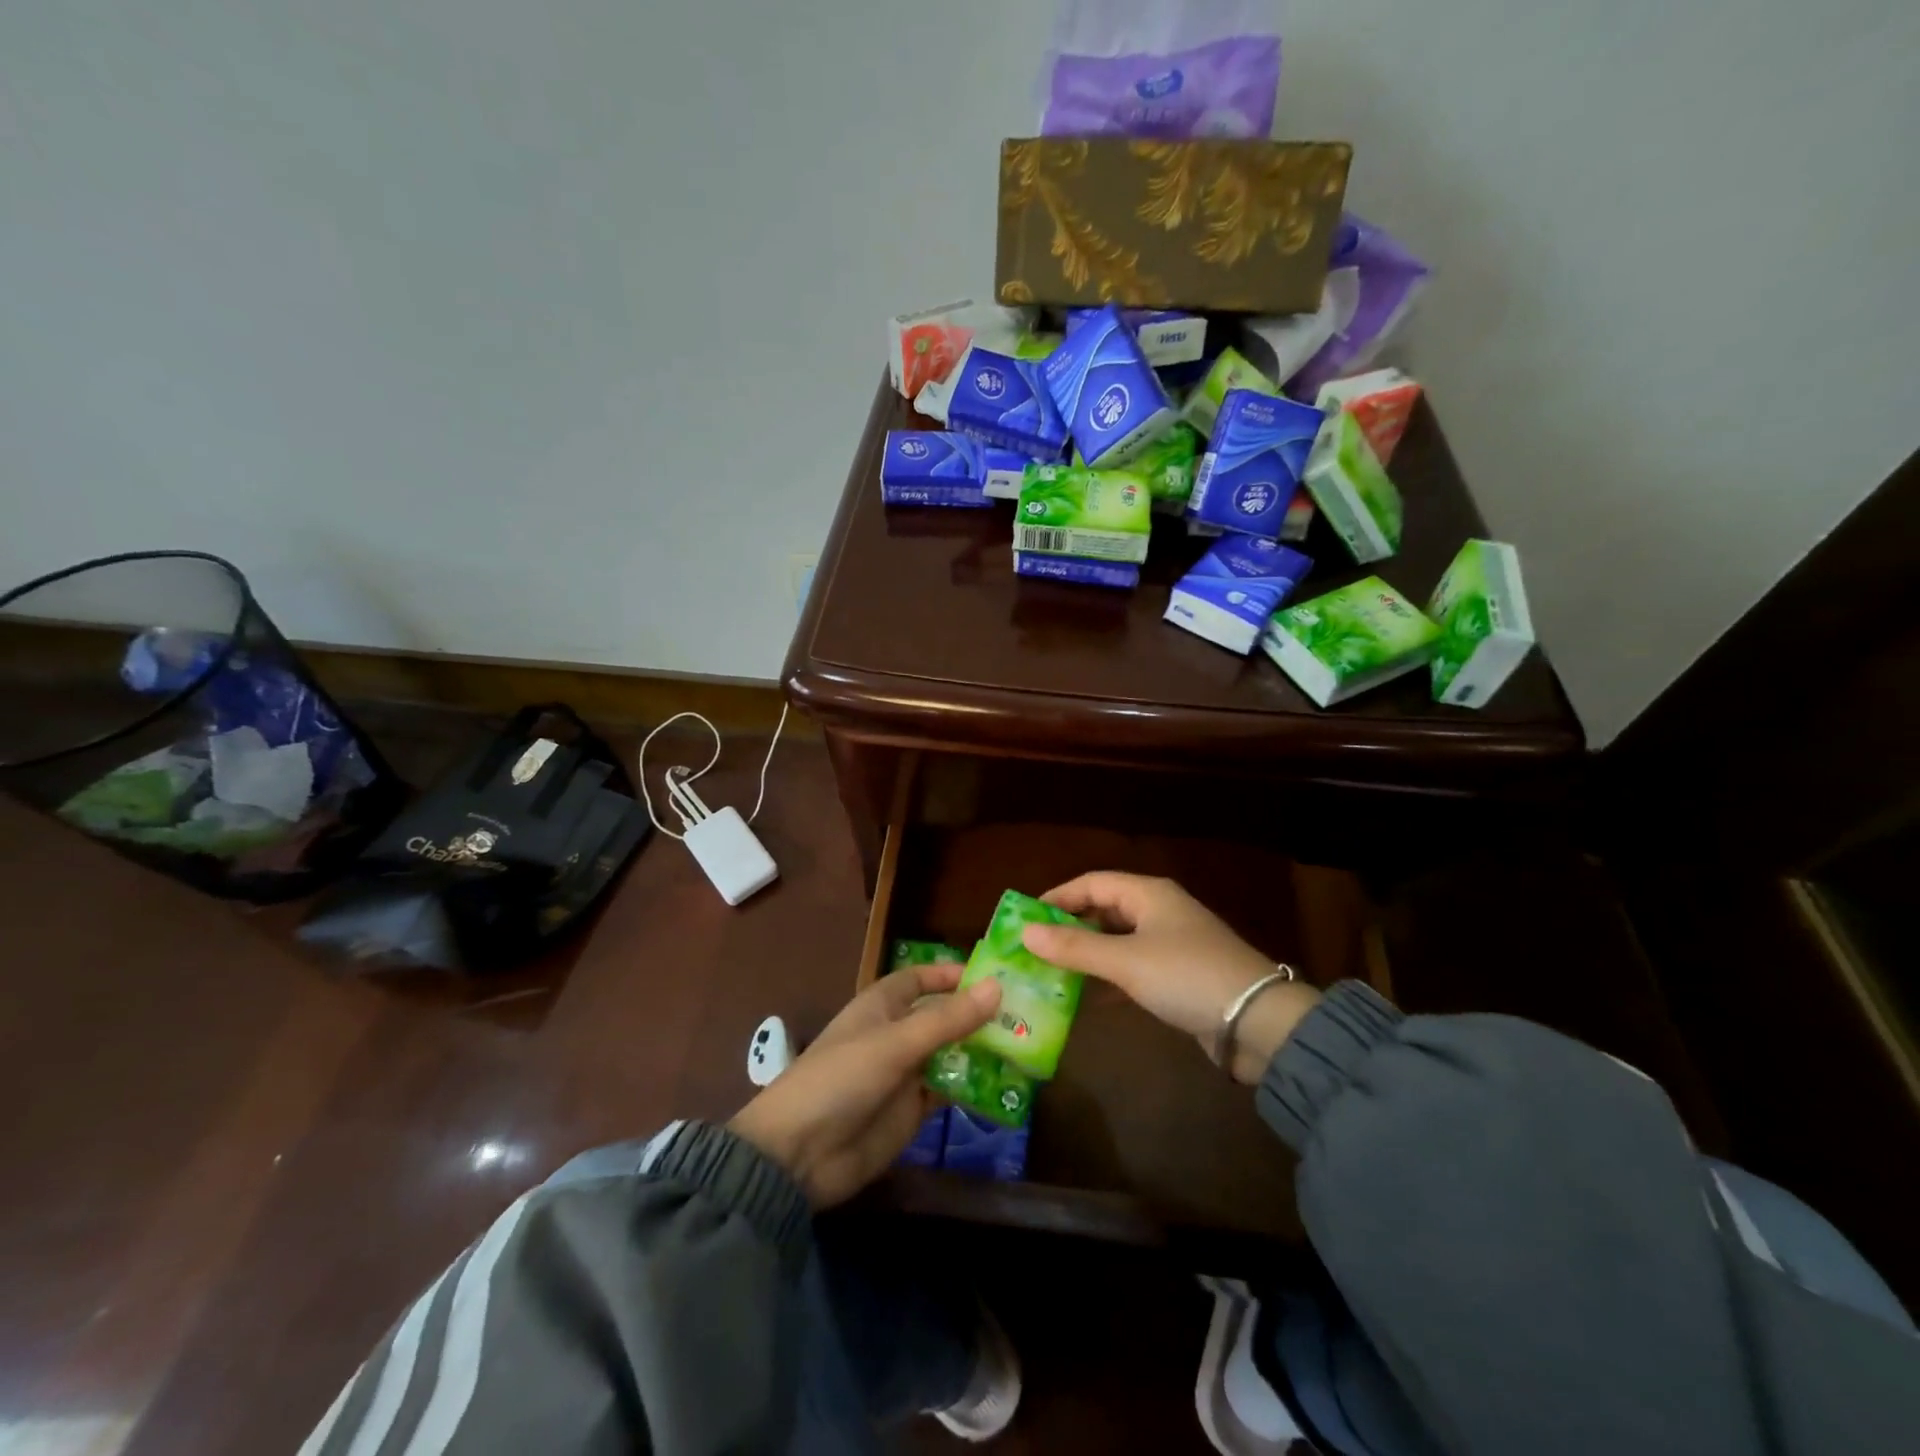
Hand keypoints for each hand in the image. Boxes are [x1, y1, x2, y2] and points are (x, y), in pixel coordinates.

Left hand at [729, 964, 1000, 1207]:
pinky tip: (1007, 1085)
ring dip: (980, 1050)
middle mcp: (895, 1034)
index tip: (992, 974)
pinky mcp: (911, 1112)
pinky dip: (973, 1086)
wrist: (799, 1155)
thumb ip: (947, 1019)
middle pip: (941, 1016)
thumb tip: (997, 987)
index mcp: (882, 1006)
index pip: (919, 978)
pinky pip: (948, 1090)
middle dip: (977, 1013)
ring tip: (1027, 1046)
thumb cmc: (841, 1079)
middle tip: (1027, 1012)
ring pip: (950, 1053)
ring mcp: (904, 1074)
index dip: (950, 974)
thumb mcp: (895, 1043)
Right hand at [1022, 872, 1320, 1083]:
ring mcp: (1170, 944)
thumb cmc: (1185, 976)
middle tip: (1033, 950)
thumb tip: (1024, 932)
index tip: (1025, 919)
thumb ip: (1074, 947)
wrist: (1258, 1022)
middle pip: (1103, 910)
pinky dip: (1107, 978)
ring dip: (1086, 956)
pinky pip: (1131, 968)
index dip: (1057, 897)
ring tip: (1050, 974)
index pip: (1092, 883)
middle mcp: (1158, 911)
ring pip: (1116, 941)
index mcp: (1148, 894)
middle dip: (1068, 929)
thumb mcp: (1125, 961)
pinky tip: (1085, 998)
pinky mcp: (1177, 976)